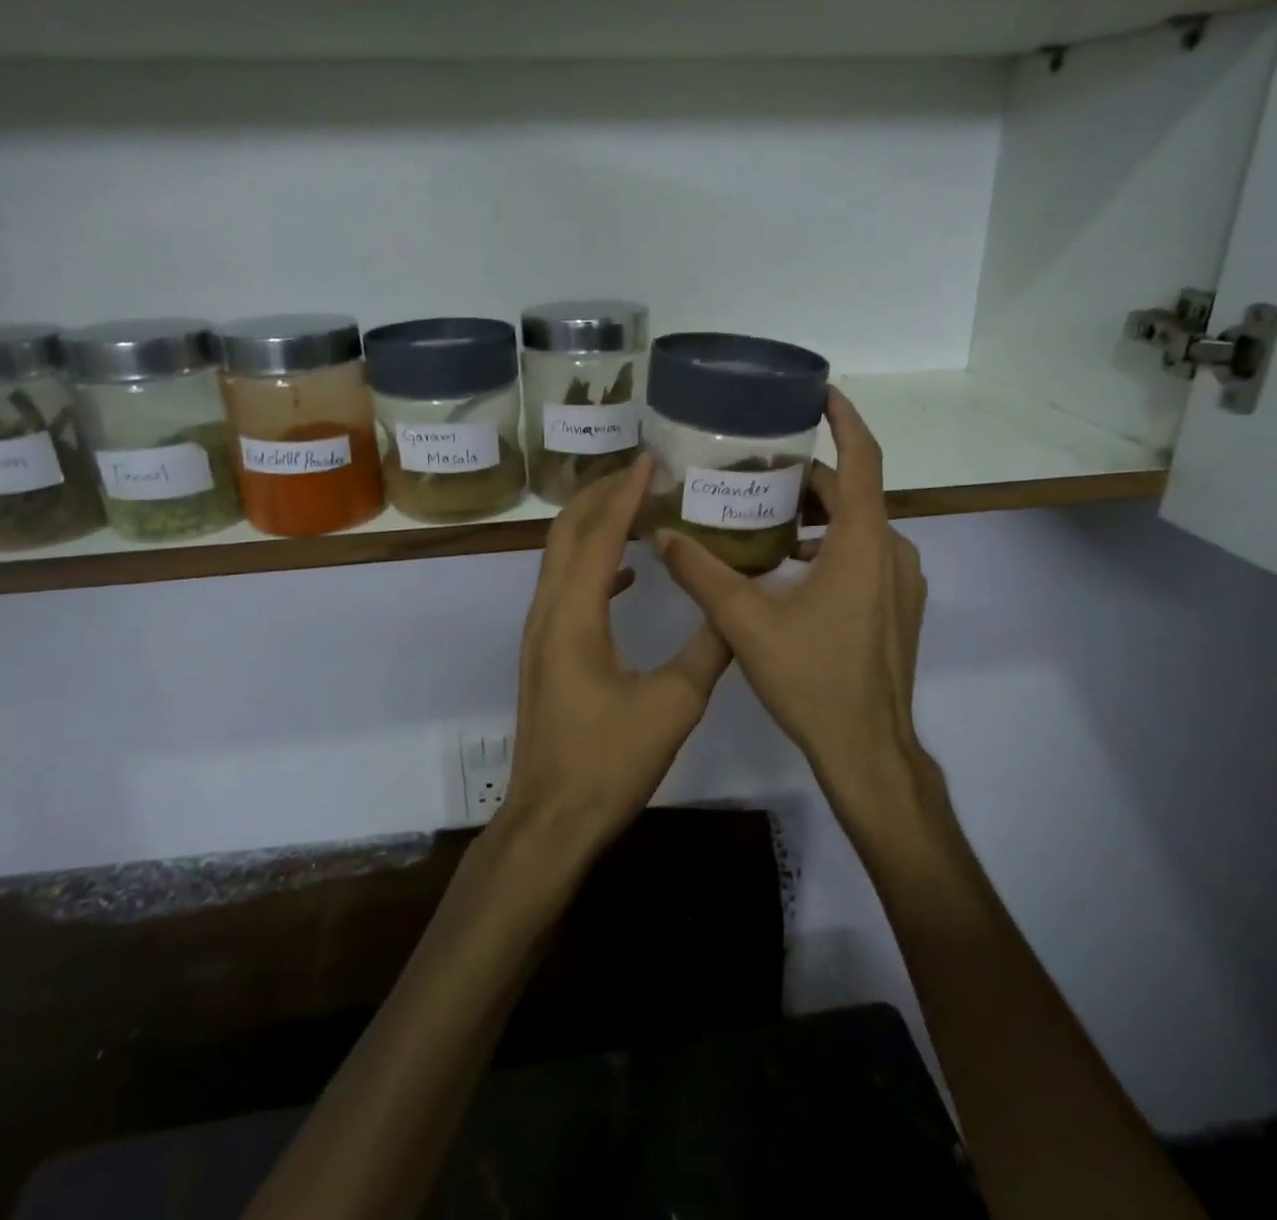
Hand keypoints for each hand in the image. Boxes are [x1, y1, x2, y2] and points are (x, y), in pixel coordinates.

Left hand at [503, 458, 731, 853]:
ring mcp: (540, 632)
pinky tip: (626, 573)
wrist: (552, 817)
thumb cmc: (609, 762)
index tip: (648, 460)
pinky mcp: (545, 651)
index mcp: (574, 616)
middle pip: (565, 534)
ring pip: (559, 558)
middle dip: (599, 496)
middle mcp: (547, 612)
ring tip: (634, 507)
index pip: (597, 536)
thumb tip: (736, 610)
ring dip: (592, 526)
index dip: (623, 494)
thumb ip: (707, 651)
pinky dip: (592, 564)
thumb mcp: (673, 705)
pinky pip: (564, 588)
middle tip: (640, 473)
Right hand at [653, 389, 929, 795]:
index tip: (820, 392)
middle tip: (757, 469)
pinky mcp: (898, 607)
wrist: (868, 749)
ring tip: (764, 518)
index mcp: (864, 542)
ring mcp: (901, 582)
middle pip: (852, 494)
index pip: (862, 459)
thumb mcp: (746, 622)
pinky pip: (865, 555)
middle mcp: (892, 551)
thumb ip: (702, 573)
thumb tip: (662, 535)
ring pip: (859, 527)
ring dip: (817, 516)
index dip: (844, 419)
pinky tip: (789, 568)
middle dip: (807, 477)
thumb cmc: (812, 678)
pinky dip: (831, 546)